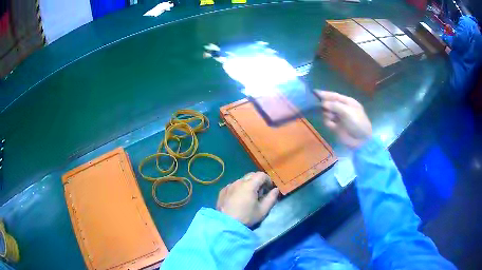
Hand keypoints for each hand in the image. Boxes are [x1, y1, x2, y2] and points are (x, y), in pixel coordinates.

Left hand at [216, 172, 278, 226]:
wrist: (226, 224)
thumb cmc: (246, 217)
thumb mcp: (263, 210)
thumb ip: (271, 198)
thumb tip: (276, 190)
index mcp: (249, 185)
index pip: (261, 175)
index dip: (268, 180)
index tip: (269, 189)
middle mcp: (238, 182)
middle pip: (251, 175)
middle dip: (258, 181)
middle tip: (260, 193)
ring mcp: (229, 186)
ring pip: (242, 180)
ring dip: (248, 185)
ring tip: (249, 197)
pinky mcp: (222, 191)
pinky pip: (233, 185)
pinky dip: (239, 189)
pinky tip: (238, 199)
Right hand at [315, 90, 371, 147]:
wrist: (361, 140)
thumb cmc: (357, 122)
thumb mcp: (347, 111)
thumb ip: (335, 105)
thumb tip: (323, 103)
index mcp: (347, 102)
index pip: (334, 95)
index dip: (325, 94)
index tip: (314, 92)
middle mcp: (342, 109)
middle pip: (329, 103)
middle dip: (325, 105)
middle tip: (321, 107)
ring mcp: (339, 118)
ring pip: (327, 112)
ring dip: (327, 114)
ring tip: (331, 118)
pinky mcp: (335, 127)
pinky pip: (327, 121)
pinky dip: (328, 122)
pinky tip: (332, 125)